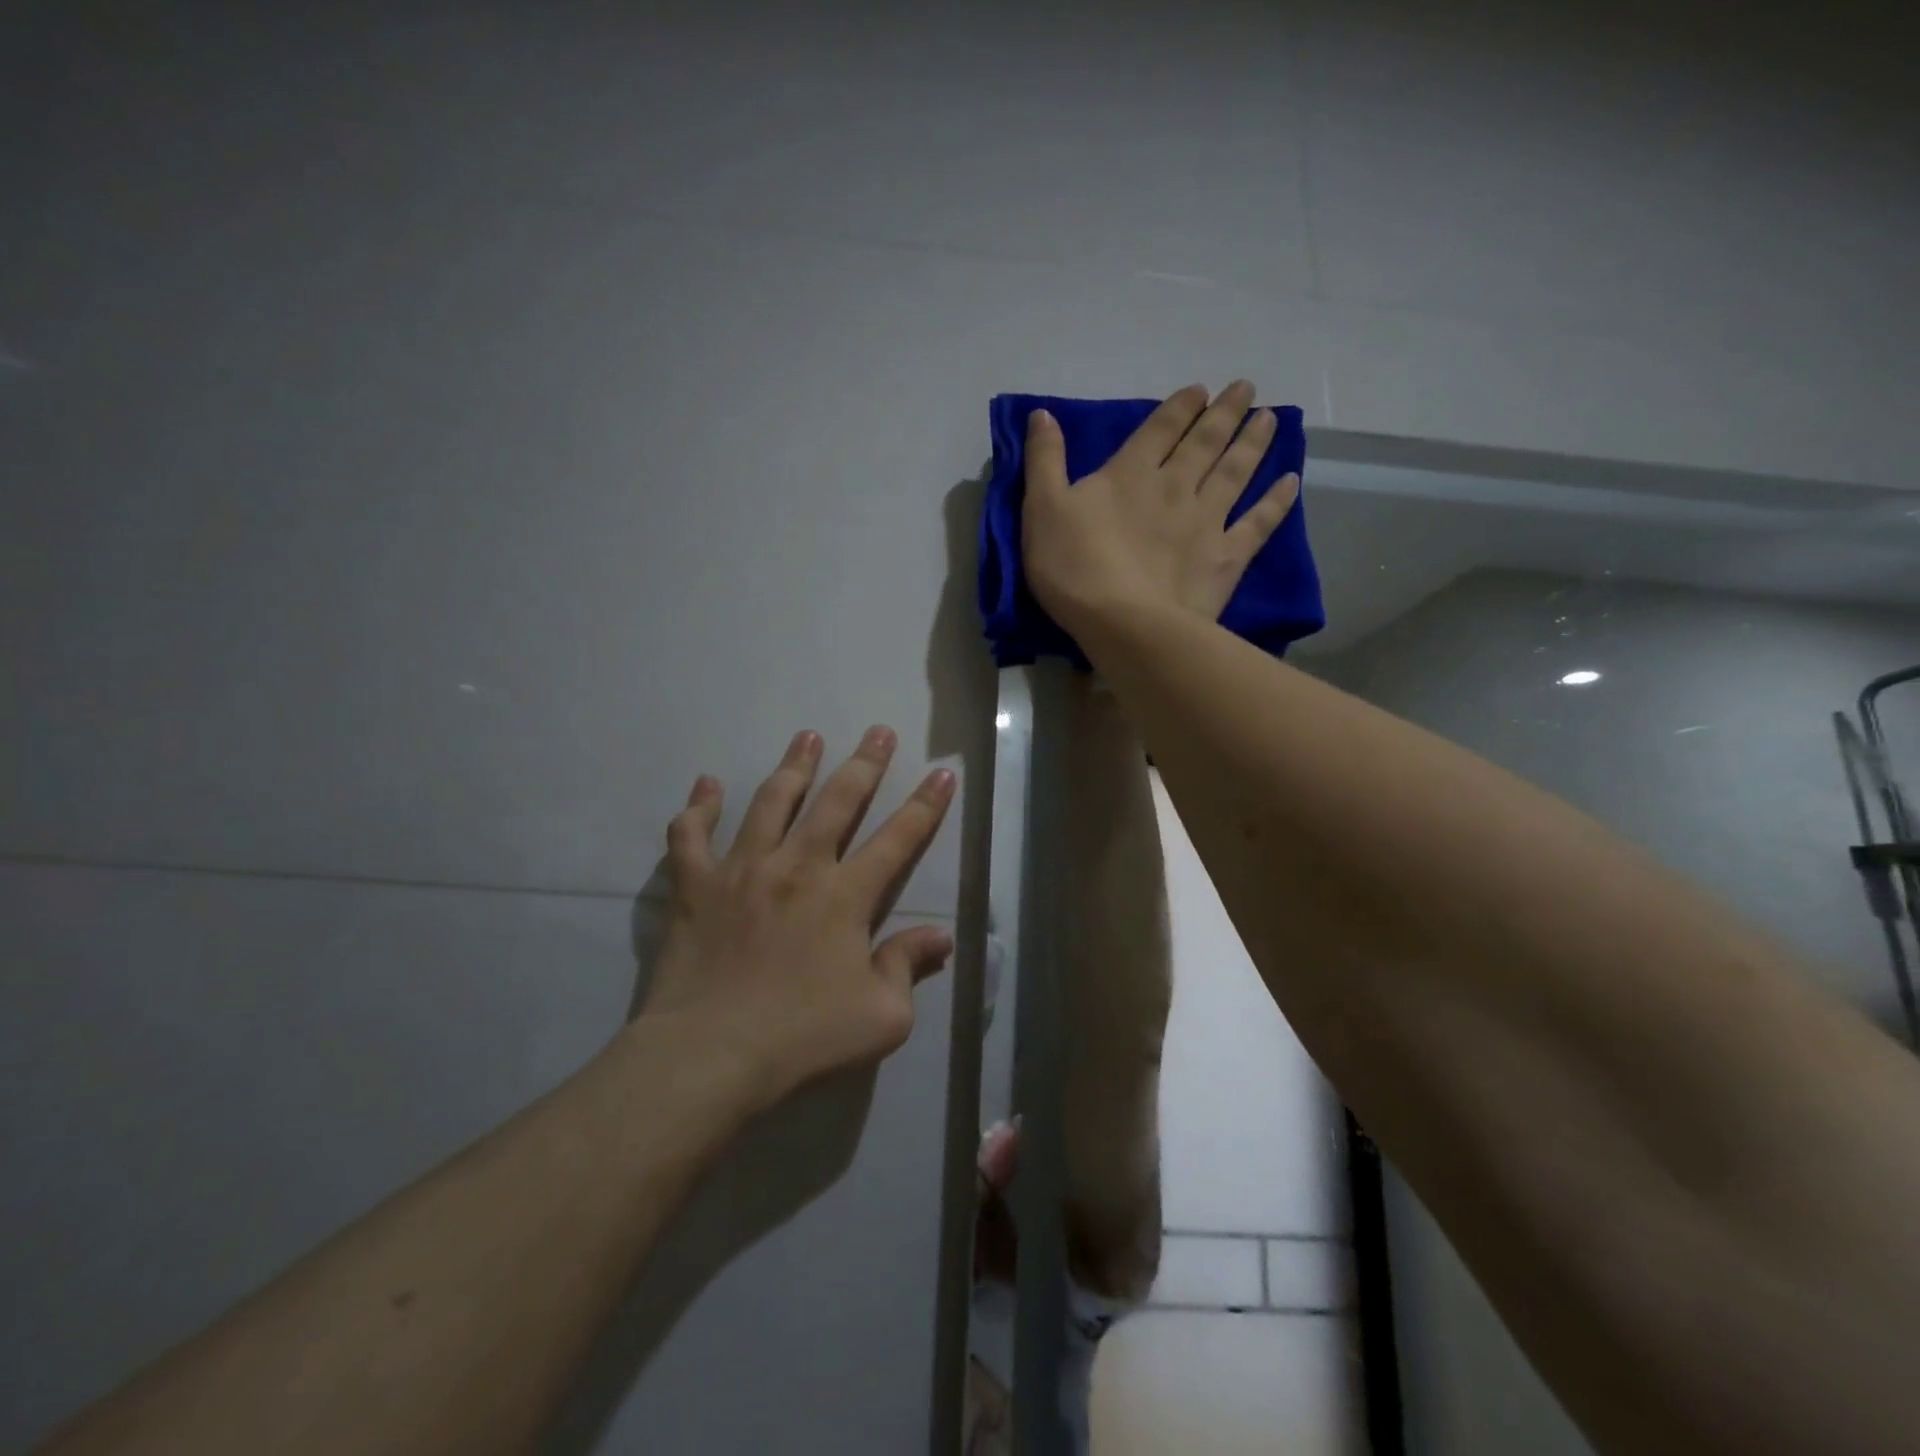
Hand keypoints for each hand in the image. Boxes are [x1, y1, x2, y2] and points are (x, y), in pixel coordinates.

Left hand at [641, 726, 956, 1105]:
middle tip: (878, 732)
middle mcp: (798, 867)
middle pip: (838, 801)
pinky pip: (692, 835)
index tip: (942, 772)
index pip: (898, 838)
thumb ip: (908, 966)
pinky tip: (706, 785)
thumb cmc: (802, 1037)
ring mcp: (743, 870)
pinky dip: (698, 807)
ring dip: (794, 766)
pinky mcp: (696, 885)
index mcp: (845, 896)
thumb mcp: (881, 1015)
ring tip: (807, 736)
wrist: (710, 1054)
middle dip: (864, 763)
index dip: (925, 805)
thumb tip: (941, 937)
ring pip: (771, 802)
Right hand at [1021, 380, 1299, 631]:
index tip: (1200, 390)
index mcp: (1130, 474)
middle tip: (1246, 388)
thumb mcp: (1041, 509)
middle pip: (1205, 442)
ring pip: (1234, 472)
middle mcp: (1175, 487)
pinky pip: (1258, 523)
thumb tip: (1043, 413)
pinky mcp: (1226, 557)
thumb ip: (1044, 460)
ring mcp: (1206, 521)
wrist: (1122, 622)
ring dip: (1252, 442)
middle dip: (1224, 412)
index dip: (1180, 407)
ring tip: (1269, 418)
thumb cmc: (1073, 566)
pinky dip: (1276, 501)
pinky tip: (1290, 482)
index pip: (1160, 429)